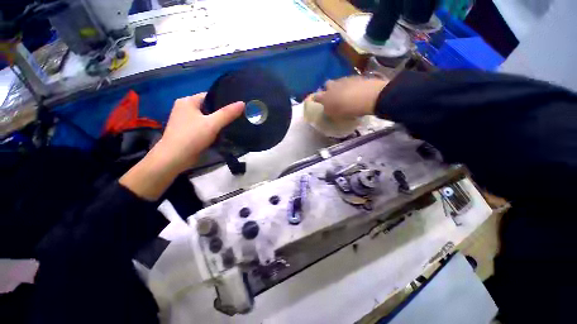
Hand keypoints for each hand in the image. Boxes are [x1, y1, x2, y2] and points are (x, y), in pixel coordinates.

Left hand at [120, 93, 243, 199]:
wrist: (174, 158)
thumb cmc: (191, 137)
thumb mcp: (212, 124)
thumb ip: (227, 113)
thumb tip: (242, 103)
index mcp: (188, 101)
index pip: (210, 96)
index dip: (224, 101)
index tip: (236, 108)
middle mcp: (184, 108)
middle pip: (209, 107)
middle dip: (222, 113)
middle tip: (237, 118)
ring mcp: (185, 120)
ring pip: (206, 118)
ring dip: (217, 122)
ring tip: (232, 125)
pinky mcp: (188, 131)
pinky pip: (203, 126)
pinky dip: (212, 129)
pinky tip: (222, 133)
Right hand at [313, 76, 387, 118]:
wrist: (370, 96)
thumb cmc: (349, 109)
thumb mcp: (336, 114)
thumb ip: (329, 111)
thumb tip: (326, 108)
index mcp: (326, 96)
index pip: (316, 96)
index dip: (315, 99)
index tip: (316, 101)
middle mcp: (333, 86)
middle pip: (327, 84)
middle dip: (328, 89)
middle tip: (332, 96)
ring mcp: (345, 80)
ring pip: (338, 82)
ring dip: (339, 87)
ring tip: (344, 94)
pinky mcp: (356, 77)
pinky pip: (349, 81)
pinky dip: (349, 85)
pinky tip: (354, 91)